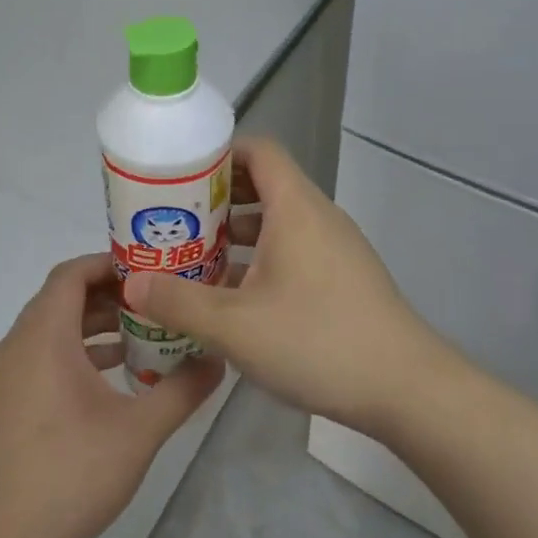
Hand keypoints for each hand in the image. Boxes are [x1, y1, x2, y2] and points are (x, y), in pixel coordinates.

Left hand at [0, 254, 223, 537]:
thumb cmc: (69, 475)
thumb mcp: (139, 432)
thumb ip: (182, 389)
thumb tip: (218, 358)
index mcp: (43, 336)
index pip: (72, 273)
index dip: (110, 263)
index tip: (151, 269)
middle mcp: (18, 346)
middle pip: (63, 298)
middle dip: (110, 294)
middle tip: (156, 300)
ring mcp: (6, 377)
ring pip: (52, 329)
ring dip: (94, 325)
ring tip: (142, 335)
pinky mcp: (4, 404)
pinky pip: (42, 356)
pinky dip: (76, 353)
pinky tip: (112, 378)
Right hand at [122, 138, 444, 435]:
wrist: (405, 387)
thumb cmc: (317, 340)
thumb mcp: (235, 326)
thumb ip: (179, 302)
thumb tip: (131, 284)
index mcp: (295, 206)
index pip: (259, 150)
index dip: (219, 153)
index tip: (179, 176)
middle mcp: (317, 216)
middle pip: (263, 184)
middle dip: (216, 199)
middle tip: (173, 223)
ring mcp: (335, 247)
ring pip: (277, 223)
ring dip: (236, 235)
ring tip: (194, 261)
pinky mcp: (343, 278)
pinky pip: (293, 251)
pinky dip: (260, 260)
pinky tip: (234, 299)